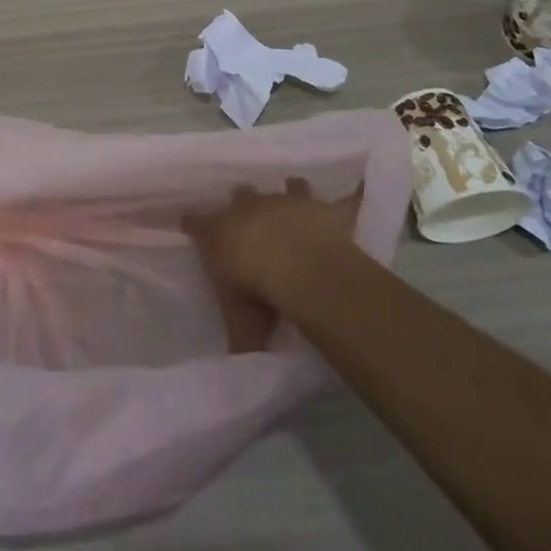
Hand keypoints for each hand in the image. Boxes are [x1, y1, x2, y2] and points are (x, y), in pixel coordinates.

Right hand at [184, 179, 362, 337]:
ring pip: (289, 186)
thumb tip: (237, 365)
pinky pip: (346, 198)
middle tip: (247, 213)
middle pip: (240, 194)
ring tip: (296, 191)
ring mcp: (289, 202)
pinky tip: (363, 187)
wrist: (302, 269)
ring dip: (292, 190)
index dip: (192, 223)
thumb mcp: (241, 325)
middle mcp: (250, 207)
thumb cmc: (258, 293)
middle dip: (243, 201)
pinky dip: (354, 195)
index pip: (196, 223)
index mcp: (220, 232)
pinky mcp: (325, 209)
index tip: (188, 222)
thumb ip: (239, 338)